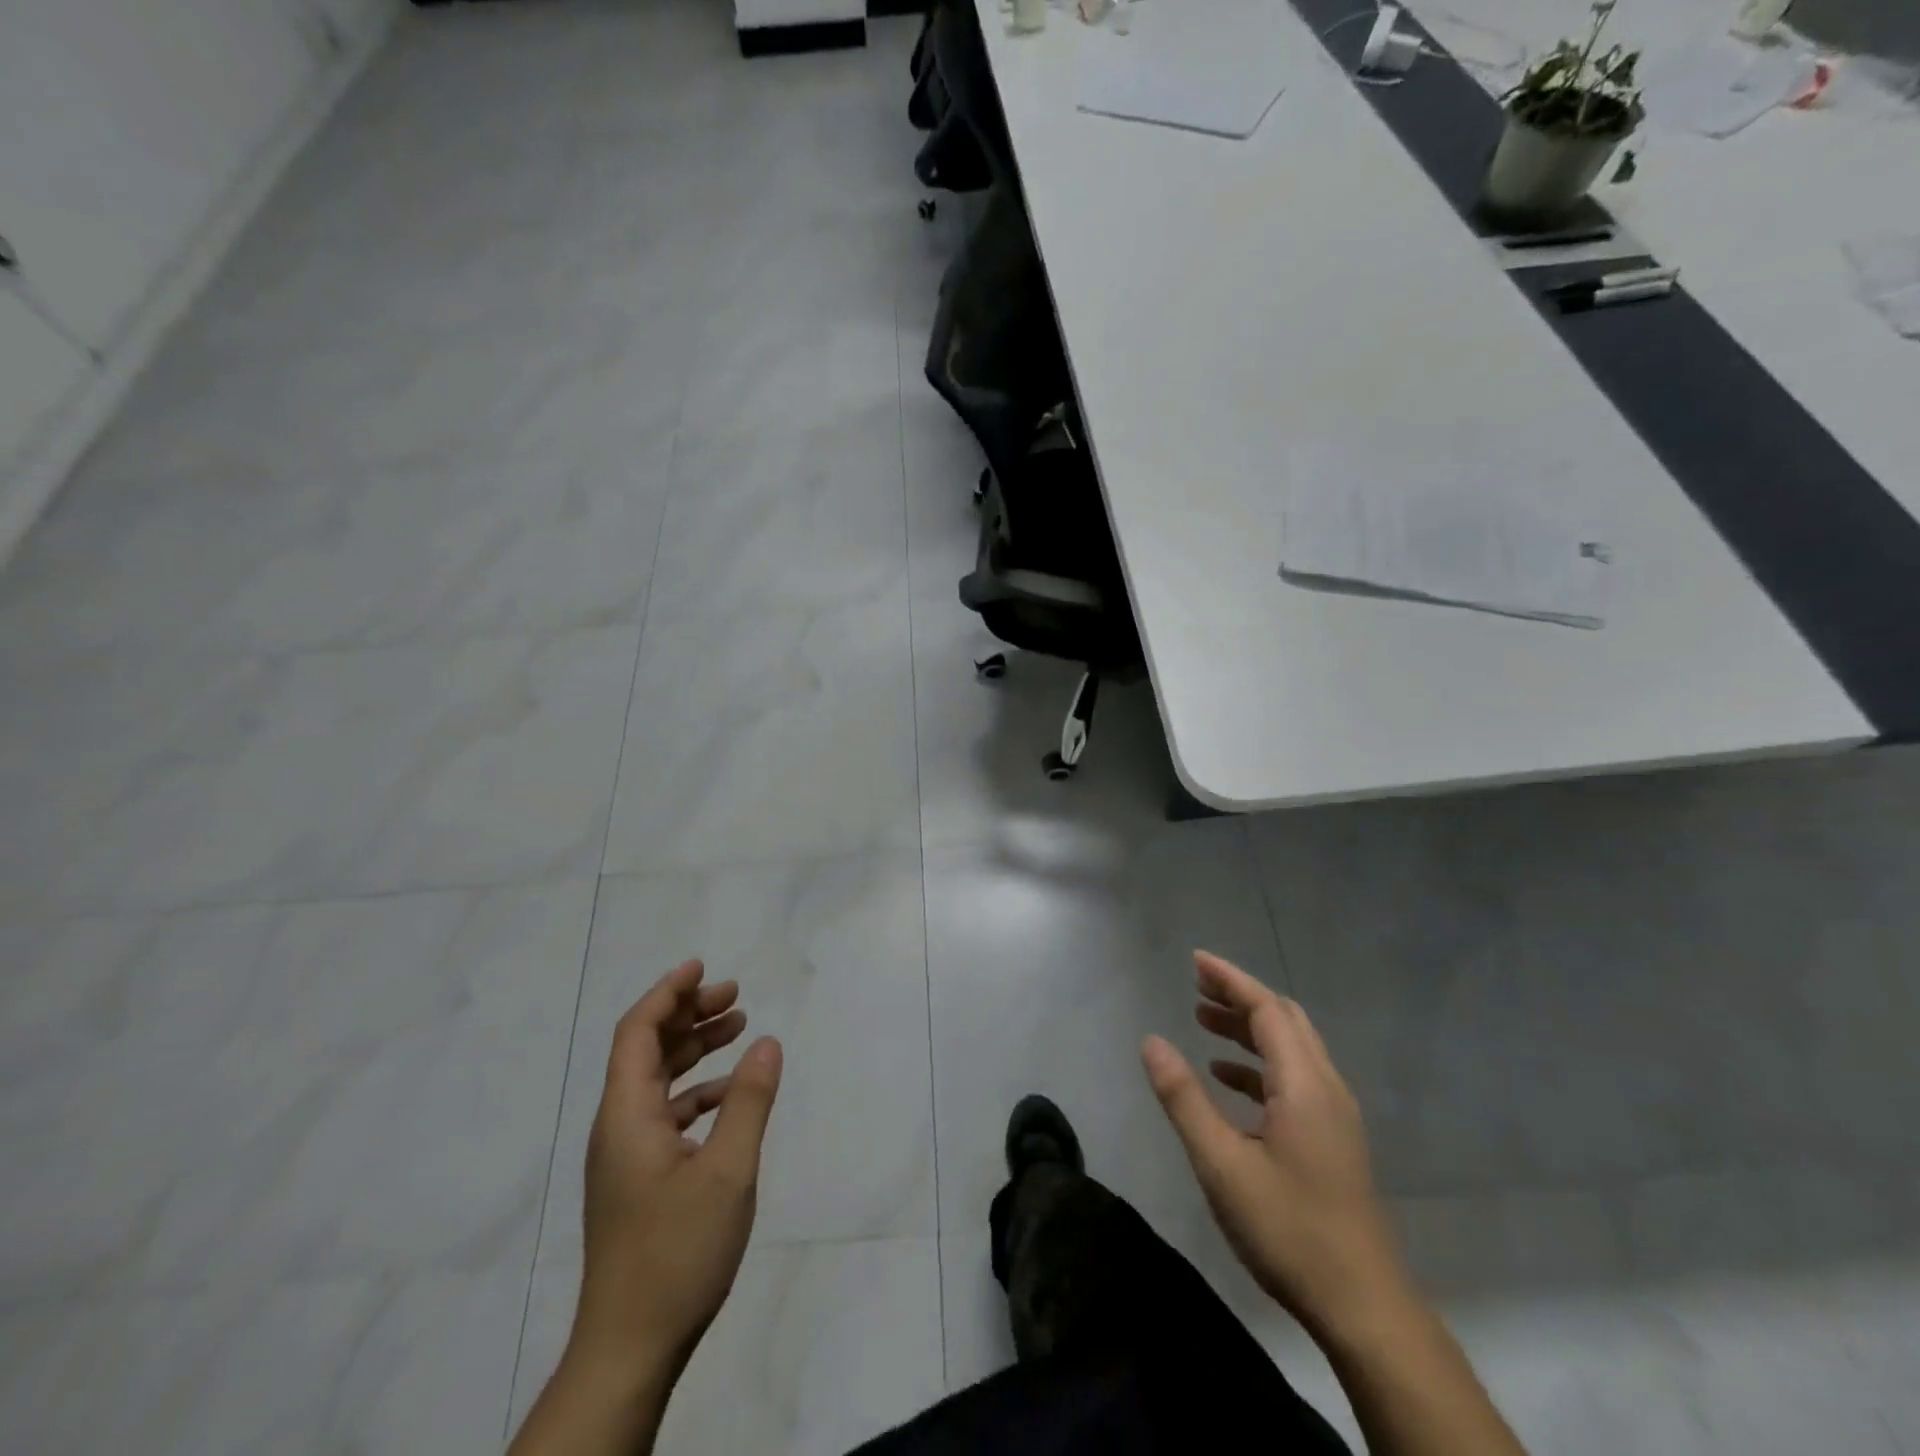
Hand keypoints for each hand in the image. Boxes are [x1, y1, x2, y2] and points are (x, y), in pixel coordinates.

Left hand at [570, 959, 783, 1384]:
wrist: (629, 1350)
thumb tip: (768, 1043)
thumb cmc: (676, 1252)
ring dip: (694, 1050)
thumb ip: (749, 1101)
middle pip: (647, 1050)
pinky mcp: (637, 1181)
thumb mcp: (727, 1171)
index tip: (703, 967)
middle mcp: (618, 1127)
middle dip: (689, 1015)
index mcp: (626, 1116)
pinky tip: (729, 1095)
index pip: (637, 1032)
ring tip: (738, 1029)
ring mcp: (625, 1157)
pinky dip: (696, 1092)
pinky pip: (665, 1114)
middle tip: (735, 995)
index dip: (668, 992)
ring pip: (657, 1082)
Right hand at [1141, 951, 1408, 1344]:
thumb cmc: (1289, 1230)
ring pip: (1291, 1049)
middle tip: (1195, 986)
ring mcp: (1335, 1115)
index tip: (1195, 960)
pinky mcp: (1333, 1139)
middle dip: (1240, 997)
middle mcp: (1326, 1088)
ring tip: (1203, 1021)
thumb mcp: (1221, 1164)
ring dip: (1249, 1029)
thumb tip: (1152, 1041)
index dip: (1231, 980)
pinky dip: (1259, 1064)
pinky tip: (1227, 1078)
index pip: (1267, 1009)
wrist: (1365, 1308)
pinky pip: (1294, 1078)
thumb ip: (1183, 1098)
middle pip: (1284, 1020)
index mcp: (1304, 1085)